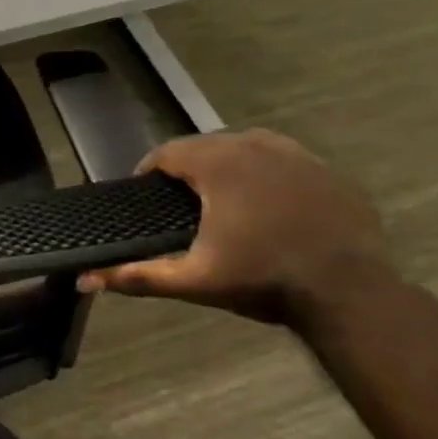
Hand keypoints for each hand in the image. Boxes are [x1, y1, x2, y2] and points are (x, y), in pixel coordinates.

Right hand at [77, 129, 393, 327]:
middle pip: (205, 145)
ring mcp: (297, 154)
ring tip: (222, 200)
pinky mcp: (327, 171)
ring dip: (227, 166)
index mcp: (218, 164)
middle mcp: (254, 145)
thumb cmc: (263, 279)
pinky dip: (267, 174)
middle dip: (187, 168)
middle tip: (180, 202)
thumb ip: (138, 275)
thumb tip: (85, 279)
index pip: (167, 153)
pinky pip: (284, 160)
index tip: (145, 194)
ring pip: (245, 147)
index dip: (149, 172)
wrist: (351, 293)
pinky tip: (269, 205)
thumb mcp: (195, 280)